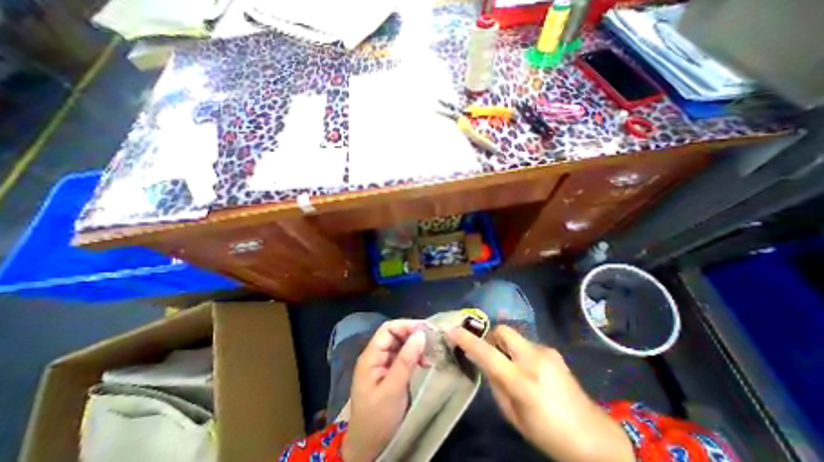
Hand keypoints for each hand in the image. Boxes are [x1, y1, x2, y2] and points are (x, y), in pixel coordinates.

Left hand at [343, 319, 428, 461]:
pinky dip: (415, 356)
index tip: (426, 330)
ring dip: (416, 346)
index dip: (406, 326)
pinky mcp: (390, 373)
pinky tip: (425, 362)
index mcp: (371, 356)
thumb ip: (406, 360)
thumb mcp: (393, 389)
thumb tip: (420, 334)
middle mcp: (376, 356)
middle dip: (413, 335)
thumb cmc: (377, 419)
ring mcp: (383, 364)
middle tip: (432, 340)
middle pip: (395, 335)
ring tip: (431, 352)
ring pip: (401, 345)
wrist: (368, 449)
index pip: (388, 329)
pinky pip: (403, 357)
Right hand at [448, 324, 631, 461]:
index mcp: (522, 382)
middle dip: (492, 337)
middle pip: (503, 330)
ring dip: (507, 347)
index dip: (467, 340)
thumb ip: (495, 384)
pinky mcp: (553, 351)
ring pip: (515, 337)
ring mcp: (546, 352)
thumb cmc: (548, 434)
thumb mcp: (514, 416)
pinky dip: (521, 352)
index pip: (487, 354)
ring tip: (514, 368)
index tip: (451, 330)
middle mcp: (534, 359)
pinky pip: (527, 344)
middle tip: (492, 354)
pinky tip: (531, 371)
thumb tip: (484, 361)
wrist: (596, 439)